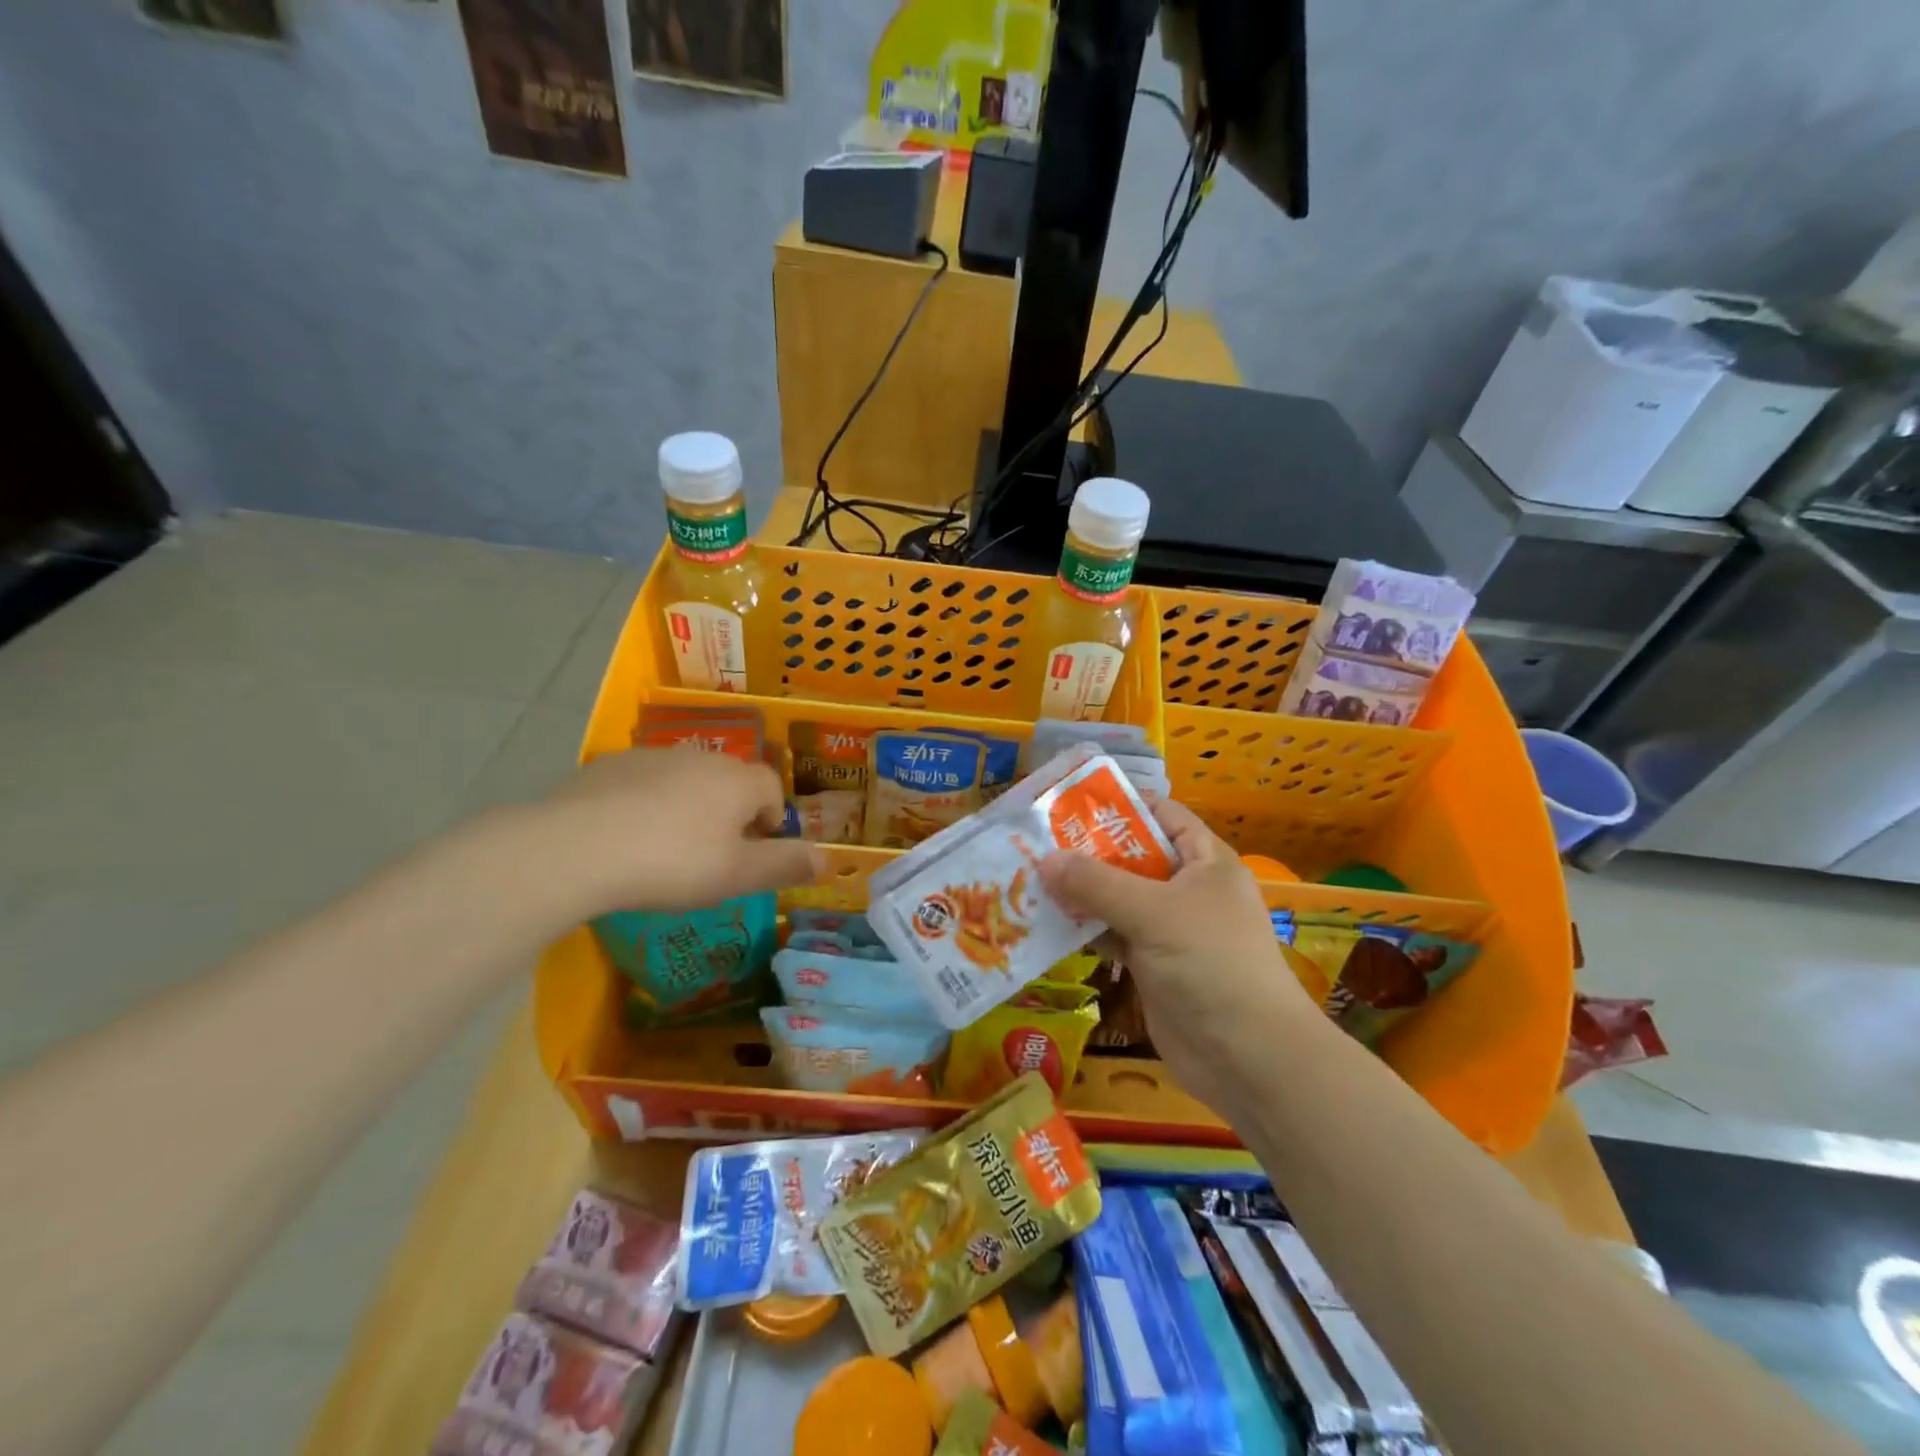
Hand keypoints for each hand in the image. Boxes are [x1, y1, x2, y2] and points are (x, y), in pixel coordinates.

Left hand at [534, 748, 822, 920]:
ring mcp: (651, 757)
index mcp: (738, 780)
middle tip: (713, 855)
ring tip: (667, 848)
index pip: (772, 788)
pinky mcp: (608, 766)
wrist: (578, 847)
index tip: (755, 851)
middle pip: (729, 780)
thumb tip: (828, 860)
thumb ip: (786, 865)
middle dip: (729, 812)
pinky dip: (644, 804)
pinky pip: (642, 783)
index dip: (772, 819)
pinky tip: (626, 837)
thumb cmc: (674, 862)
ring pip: (684, 780)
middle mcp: (701, 757)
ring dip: (687, 806)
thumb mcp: (738, 875)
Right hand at [1039, 799, 1317, 1118]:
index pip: (1162, 815)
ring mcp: (1170, 929)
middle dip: (1087, 852)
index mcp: (1204, 861)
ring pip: (1118, 899)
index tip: (1069, 804)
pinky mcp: (1154, 965)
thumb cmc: (1211, 964)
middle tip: (1035, 843)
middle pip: (1133, 857)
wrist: (1248, 1057)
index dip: (1121, 805)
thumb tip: (1044, 859)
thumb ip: (1097, 884)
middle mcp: (1188, 889)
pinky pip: (1113, 935)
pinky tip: (1047, 924)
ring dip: (1080, 893)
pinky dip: (1085, 929)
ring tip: (1029, 879)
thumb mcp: (1153, 913)